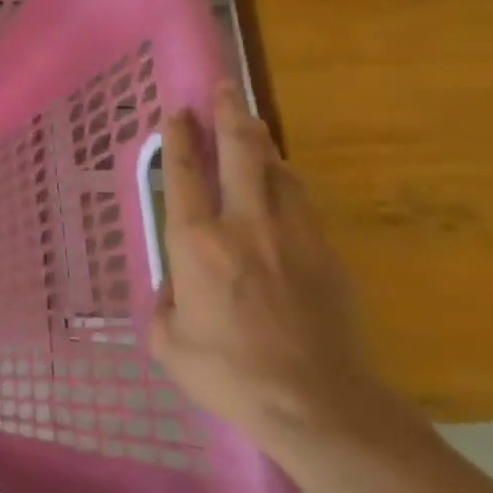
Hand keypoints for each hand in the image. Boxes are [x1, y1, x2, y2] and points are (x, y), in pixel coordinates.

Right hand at [152, 81, 403, 461]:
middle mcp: (243, 226)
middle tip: (222, 86)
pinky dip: (285, 182)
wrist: (318, 405)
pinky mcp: (327, 255)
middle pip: (239, 152)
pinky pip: (302, 202)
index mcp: (195, 244)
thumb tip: (176, 285)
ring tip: (250, 127)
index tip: (176, 112)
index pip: (183, 175)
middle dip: (228, 113)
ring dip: (260, 144)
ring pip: (277, 171)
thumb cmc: (228, 374)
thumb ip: (165, 302)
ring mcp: (292, 236)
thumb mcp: (168, 341)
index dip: (178, 139)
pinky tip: (280, 182)